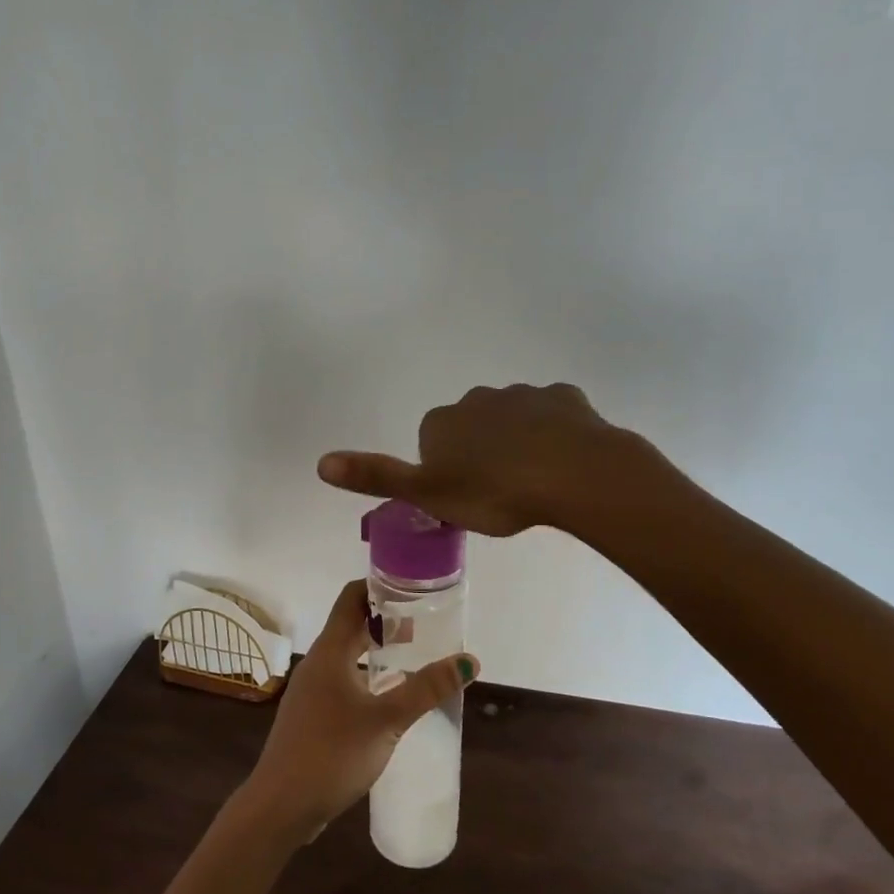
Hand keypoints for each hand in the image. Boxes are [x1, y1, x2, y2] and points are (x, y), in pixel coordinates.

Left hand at [239, 580, 477, 843]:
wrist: (281, 805)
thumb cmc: (332, 753)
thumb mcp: (386, 720)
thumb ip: (426, 689)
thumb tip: (469, 660)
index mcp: (330, 650)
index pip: (351, 597)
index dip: (378, 585)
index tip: (412, 586)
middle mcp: (318, 661)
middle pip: (351, 624)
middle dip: (385, 619)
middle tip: (424, 621)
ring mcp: (312, 689)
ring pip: (347, 654)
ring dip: (376, 649)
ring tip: (412, 655)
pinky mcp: (312, 714)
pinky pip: (342, 679)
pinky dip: (366, 675)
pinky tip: (388, 696)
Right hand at [318, 382, 677, 536]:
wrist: (573, 474)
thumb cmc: (494, 492)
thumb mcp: (428, 494)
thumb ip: (375, 476)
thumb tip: (320, 462)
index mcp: (442, 422)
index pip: (431, 443)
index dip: (445, 472)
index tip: (464, 497)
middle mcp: (477, 399)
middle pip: (470, 428)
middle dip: (480, 453)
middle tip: (498, 493)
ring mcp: (523, 395)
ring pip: (512, 420)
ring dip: (516, 443)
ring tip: (533, 482)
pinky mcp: (564, 398)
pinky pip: (552, 415)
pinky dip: (553, 434)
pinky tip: (562, 462)